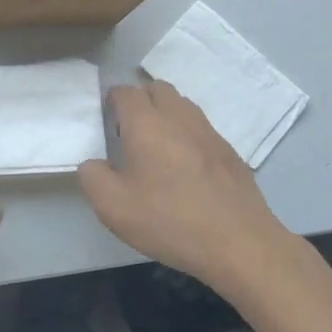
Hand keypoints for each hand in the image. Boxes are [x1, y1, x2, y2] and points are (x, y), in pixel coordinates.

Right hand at [79, 80, 297, 294]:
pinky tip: (186, 167)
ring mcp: (209, 133)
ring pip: (183, 105)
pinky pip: (202, 129)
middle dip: (141, 100)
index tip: (106, 120)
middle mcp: (179, 118)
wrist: (239, 243)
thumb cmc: (169, 220)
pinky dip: (188, 135)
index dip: (112, 100)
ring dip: (166, 114)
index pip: (125, 92)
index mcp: (146, 124)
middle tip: (130, 130)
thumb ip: (92, 177)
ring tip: (157, 146)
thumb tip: (94, 163)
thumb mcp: (113, 206)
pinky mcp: (230, 152)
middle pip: (158, 89)